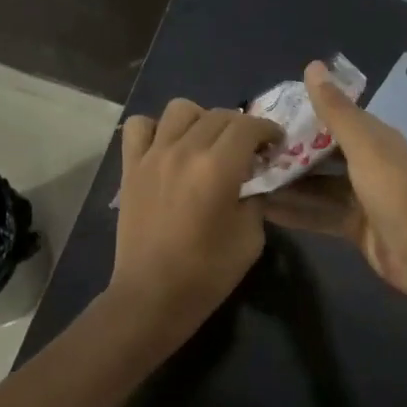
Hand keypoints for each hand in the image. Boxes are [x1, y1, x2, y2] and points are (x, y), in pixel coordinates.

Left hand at [112, 99, 283, 328]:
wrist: (153, 296)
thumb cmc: (208, 272)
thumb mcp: (251, 237)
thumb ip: (256, 197)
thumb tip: (254, 178)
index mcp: (218, 167)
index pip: (248, 126)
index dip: (268, 130)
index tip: (275, 144)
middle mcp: (184, 150)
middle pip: (218, 114)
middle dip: (241, 126)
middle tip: (248, 149)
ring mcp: (152, 156)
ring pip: (180, 109)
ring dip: (201, 119)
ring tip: (207, 143)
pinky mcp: (130, 167)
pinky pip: (139, 126)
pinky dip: (156, 128)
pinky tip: (167, 147)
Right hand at [259, 61, 406, 298]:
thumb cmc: (391, 190)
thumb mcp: (362, 145)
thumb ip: (335, 110)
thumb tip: (312, 65)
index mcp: (375, 138)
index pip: (336, 118)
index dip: (305, 114)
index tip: (268, 115)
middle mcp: (368, 163)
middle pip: (323, 153)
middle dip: (290, 152)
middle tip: (251, 151)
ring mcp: (361, 197)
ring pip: (318, 186)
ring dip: (288, 184)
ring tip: (249, 180)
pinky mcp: (354, 225)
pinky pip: (319, 213)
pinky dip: (295, 212)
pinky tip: (264, 211)